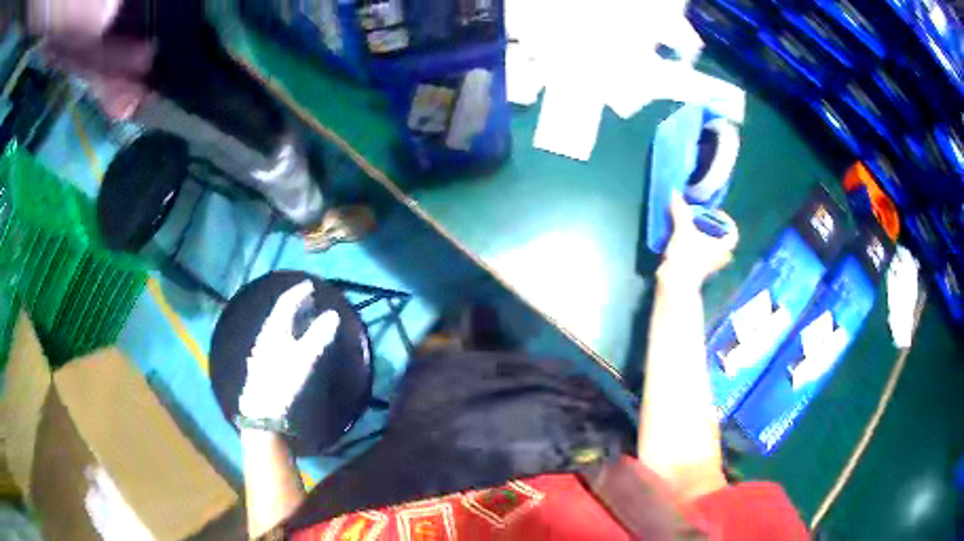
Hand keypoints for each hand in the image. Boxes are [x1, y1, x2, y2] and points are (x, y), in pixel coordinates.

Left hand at [238, 281, 340, 421]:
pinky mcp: (263, 365)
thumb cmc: (282, 383)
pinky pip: (276, 340)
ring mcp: (262, 352)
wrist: (262, 413)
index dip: (298, 292)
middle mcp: (265, 337)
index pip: (285, 304)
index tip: (311, 285)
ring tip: (303, 318)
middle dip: (295, 305)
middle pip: (280, 315)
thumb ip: (318, 336)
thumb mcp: (304, 359)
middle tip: (310, 299)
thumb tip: (333, 314)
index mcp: (274, 331)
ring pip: (277, 328)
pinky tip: (291, 342)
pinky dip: (287, 334)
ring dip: (291, 320)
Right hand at [658, 191, 738, 286]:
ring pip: (711, 250)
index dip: (727, 221)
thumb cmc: (687, 256)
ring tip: (691, 228)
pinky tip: (682, 239)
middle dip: (714, 231)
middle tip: (703, 220)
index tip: (715, 213)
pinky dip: (695, 247)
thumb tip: (675, 192)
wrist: (675, 283)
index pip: (733, 234)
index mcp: (723, 247)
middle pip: (723, 242)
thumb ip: (680, 211)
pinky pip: (701, 255)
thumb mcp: (683, 229)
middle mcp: (720, 258)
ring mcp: (709, 266)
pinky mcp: (697, 271)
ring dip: (704, 239)